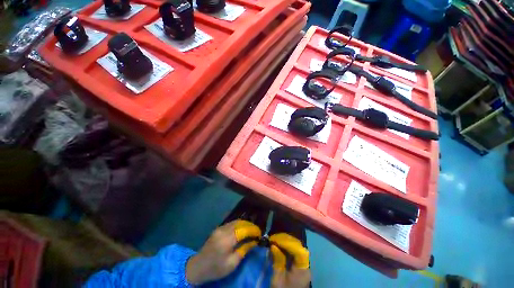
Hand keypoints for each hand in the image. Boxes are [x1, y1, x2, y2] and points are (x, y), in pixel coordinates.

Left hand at [186, 220, 261, 284]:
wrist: (198, 267)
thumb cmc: (216, 268)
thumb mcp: (232, 264)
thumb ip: (244, 250)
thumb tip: (254, 241)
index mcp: (227, 240)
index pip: (244, 230)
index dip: (253, 230)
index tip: (260, 233)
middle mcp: (224, 230)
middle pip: (240, 223)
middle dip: (250, 225)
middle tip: (257, 231)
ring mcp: (220, 228)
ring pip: (236, 221)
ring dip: (245, 224)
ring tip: (251, 229)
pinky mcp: (218, 228)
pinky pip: (231, 223)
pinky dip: (239, 224)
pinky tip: (242, 229)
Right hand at [269, 233, 310, 287]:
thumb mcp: (278, 278)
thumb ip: (277, 261)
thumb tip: (274, 245)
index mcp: (302, 270)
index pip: (298, 250)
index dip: (288, 242)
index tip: (277, 238)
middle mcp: (306, 266)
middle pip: (298, 249)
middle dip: (287, 241)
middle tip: (275, 238)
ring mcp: (305, 267)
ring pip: (297, 250)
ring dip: (287, 245)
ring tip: (276, 241)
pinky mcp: (301, 269)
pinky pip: (296, 255)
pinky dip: (288, 250)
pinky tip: (281, 248)